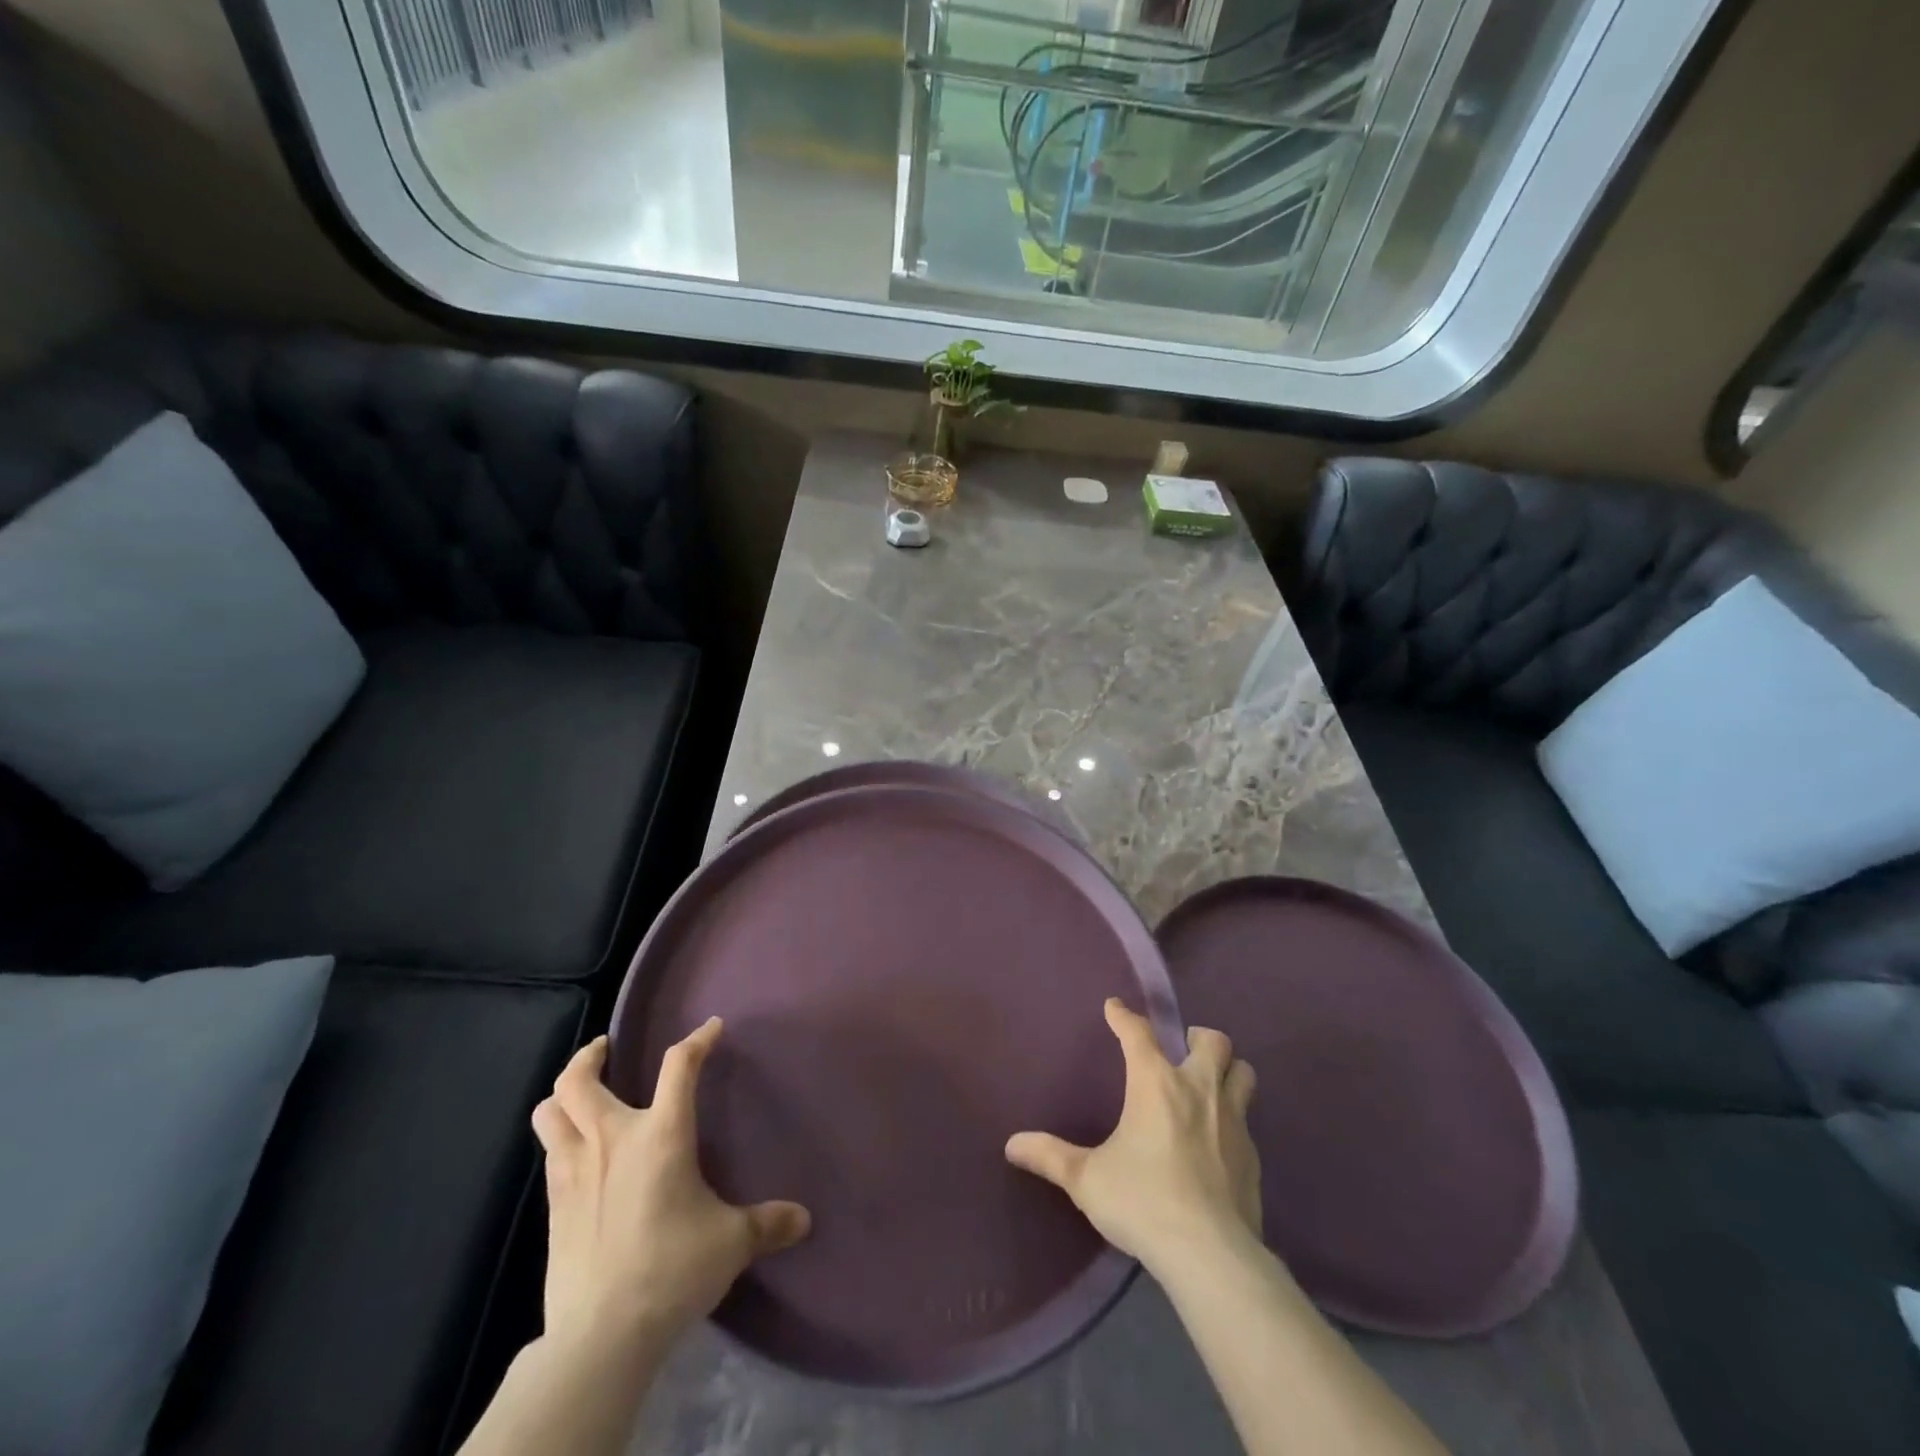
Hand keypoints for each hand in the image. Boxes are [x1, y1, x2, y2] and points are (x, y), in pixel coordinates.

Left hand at [531, 1020, 810, 1351]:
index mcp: (660, 1134)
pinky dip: (559, 1139)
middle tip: (606, 1049)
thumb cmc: (672, 1269)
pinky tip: (578, 1154)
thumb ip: (768, 1224)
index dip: (697, 1040)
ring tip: (581, 1096)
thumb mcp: (731, 1243)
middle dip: (591, 1056)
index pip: (679, 1066)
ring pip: (549, 1112)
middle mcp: (611, 1140)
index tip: (711, 1028)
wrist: (601, 1335)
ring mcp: (574, 1171)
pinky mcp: (553, 1206)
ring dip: (563, 1096)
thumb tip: (805, 1219)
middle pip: (580, 1080)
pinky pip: (548, 1153)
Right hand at [1005, 998, 1260, 1276]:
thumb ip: (1050, 1157)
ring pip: (1242, 1073)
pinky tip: (1220, 1143)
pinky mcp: (1253, 1156)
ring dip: (1228, 1071)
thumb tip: (1011, 1144)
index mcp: (1155, 1083)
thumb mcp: (1086, 1180)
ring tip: (1210, 1084)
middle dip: (1198, 1038)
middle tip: (1182, 1052)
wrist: (1210, 1254)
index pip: (1138, 1033)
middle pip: (1213, 1041)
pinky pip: (1248, 1122)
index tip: (1115, 1007)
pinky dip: (1234, 1120)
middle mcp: (1198, 1089)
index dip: (1124, 1016)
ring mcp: (1233, 1121)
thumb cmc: (1142, 1201)